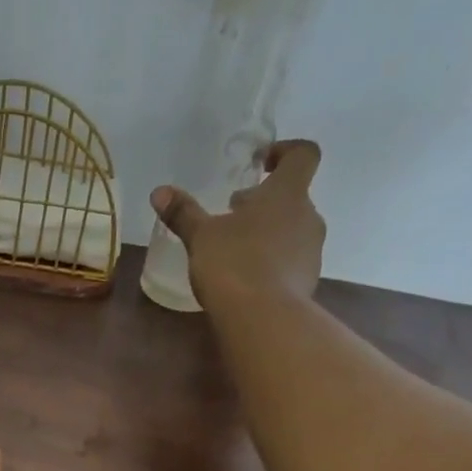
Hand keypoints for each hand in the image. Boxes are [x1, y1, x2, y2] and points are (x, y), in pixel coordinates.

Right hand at [151, 139, 326, 307]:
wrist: (263, 319)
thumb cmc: (233, 264)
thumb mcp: (201, 237)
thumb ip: (183, 213)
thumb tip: (159, 192)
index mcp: (287, 194)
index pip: (303, 155)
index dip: (285, 151)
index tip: (260, 162)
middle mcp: (308, 216)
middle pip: (292, 197)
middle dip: (264, 202)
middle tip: (233, 214)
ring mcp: (312, 251)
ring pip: (292, 230)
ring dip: (268, 233)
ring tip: (235, 250)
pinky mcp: (308, 281)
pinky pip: (291, 261)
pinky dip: (271, 262)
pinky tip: (245, 278)